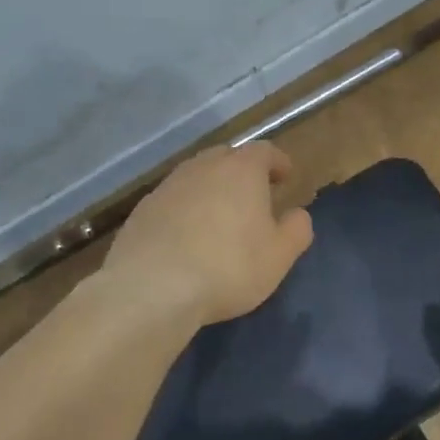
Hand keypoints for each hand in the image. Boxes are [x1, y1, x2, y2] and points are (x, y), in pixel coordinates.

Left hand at [103, 142, 314, 325]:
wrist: (152, 288)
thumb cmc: (228, 267)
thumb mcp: (279, 256)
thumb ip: (296, 230)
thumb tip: (297, 215)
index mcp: (242, 170)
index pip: (264, 151)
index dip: (277, 162)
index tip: (285, 176)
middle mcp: (203, 167)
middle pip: (227, 157)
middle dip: (243, 171)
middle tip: (254, 194)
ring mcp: (168, 186)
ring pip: (197, 177)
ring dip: (211, 189)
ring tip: (220, 216)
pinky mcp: (142, 209)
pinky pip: (173, 200)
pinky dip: (186, 210)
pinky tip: (188, 236)